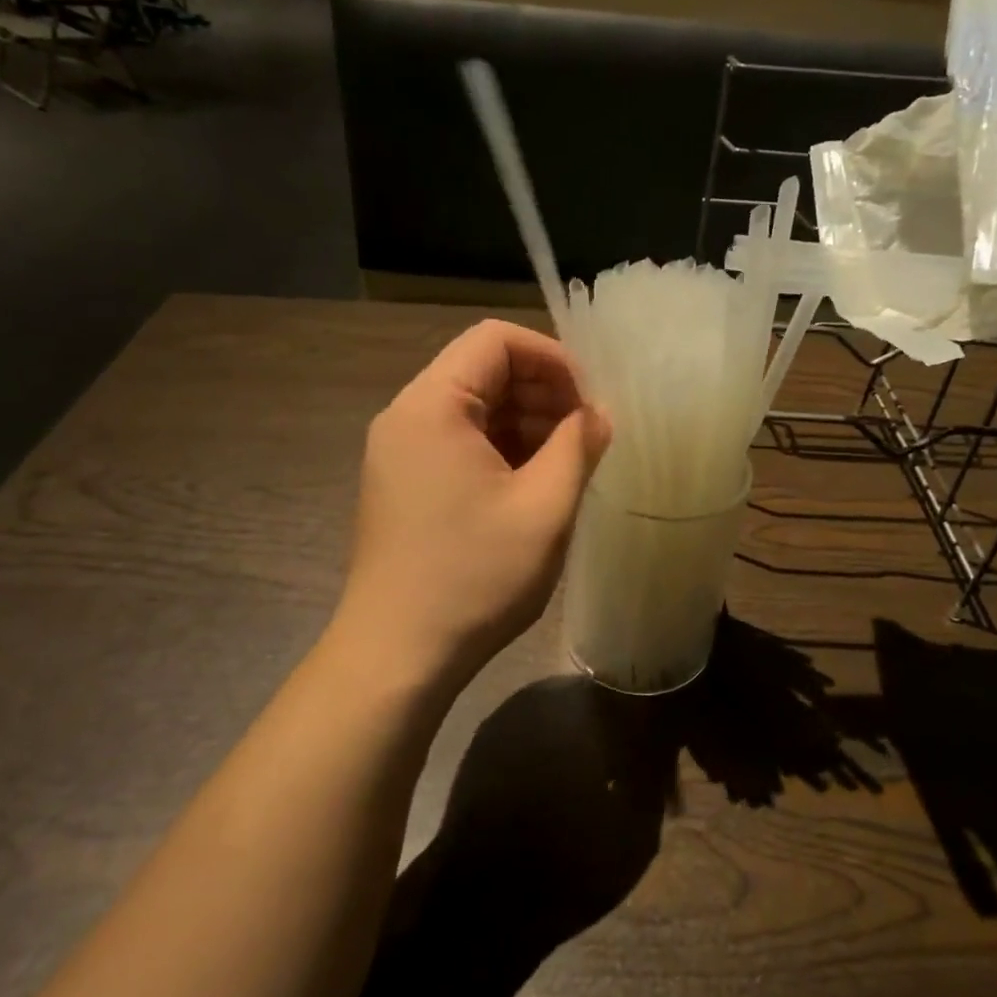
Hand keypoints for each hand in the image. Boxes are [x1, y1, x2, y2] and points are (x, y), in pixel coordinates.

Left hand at [338, 319, 609, 685]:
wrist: (397, 655)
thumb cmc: (474, 577)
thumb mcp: (544, 508)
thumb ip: (578, 446)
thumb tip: (599, 413)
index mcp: (433, 406)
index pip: (496, 340)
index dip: (553, 358)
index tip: (592, 401)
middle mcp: (407, 417)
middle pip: (483, 372)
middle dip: (544, 393)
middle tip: (589, 437)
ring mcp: (400, 453)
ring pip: (474, 411)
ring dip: (527, 425)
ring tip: (570, 465)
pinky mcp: (404, 485)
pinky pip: (460, 445)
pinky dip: (502, 452)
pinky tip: (535, 487)